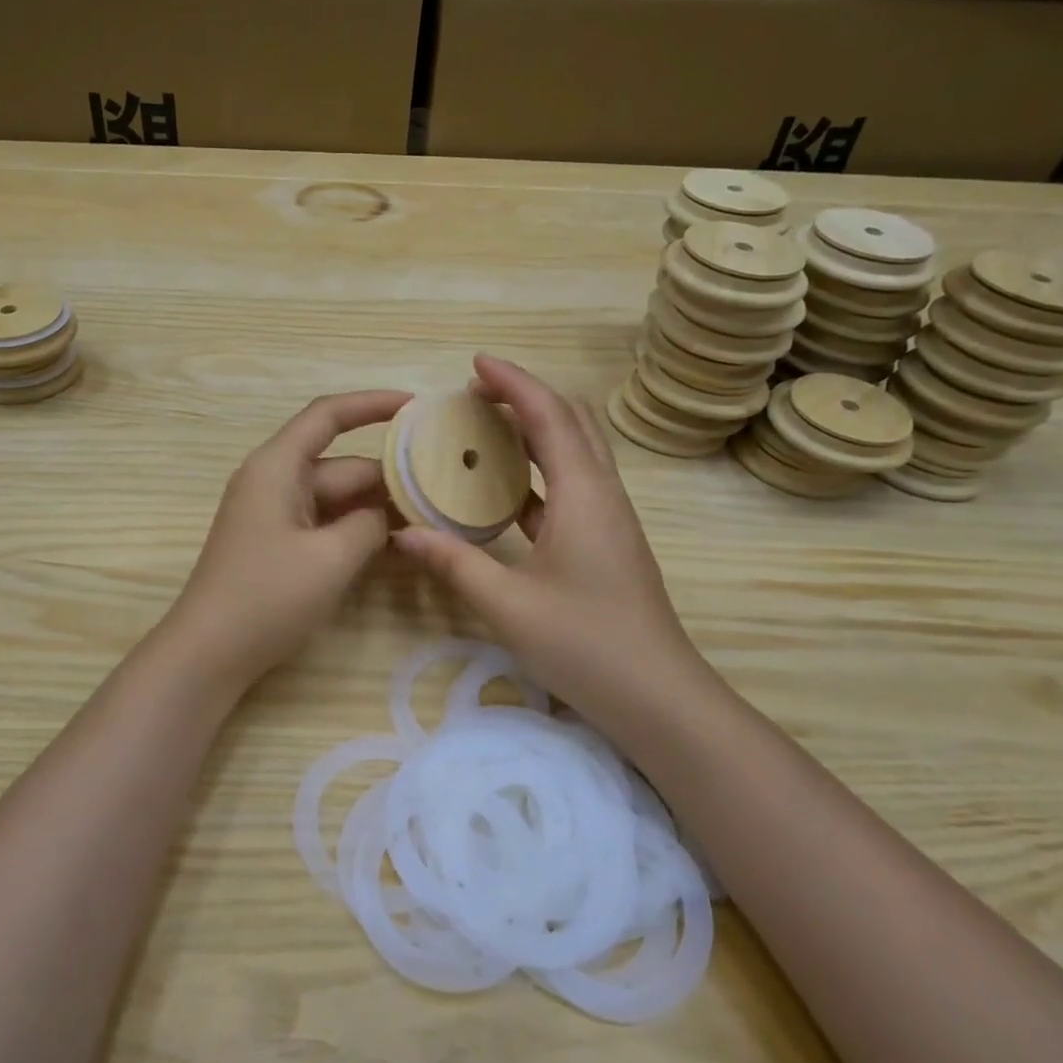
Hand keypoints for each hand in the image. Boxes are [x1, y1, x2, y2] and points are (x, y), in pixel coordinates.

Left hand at [166, 389, 410, 691]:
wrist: (209, 653)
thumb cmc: (266, 597)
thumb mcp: (331, 558)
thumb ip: (370, 524)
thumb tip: (386, 513)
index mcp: (277, 466)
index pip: (328, 415)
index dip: (372, 404)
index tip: (417, 406)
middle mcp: (274, 480)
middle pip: (341, 464)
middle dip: (389, 477)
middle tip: (444, 492)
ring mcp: (275, 513)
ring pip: (336, 497)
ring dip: (376, 508)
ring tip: (430, 519)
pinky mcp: (278, 543)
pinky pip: (324, 523)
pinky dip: (355, 530)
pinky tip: (395, 545)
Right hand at [392, 355, 702, 732]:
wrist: (659, 698)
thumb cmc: (586, 645)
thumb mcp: (508, 606)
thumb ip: (454, 563)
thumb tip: (402, 533)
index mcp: (583, 495)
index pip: (548, 416)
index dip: (513, 383)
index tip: (475, 364)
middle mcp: (602, 494)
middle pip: (571, 421)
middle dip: (525, 397)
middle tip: (475, 396)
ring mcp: (609, 519)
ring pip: (575, 452)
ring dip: (535, 430)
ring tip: (485, 432)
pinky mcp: (607, 542)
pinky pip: (572, 486)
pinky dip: (539, 471)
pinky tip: (505, 491)